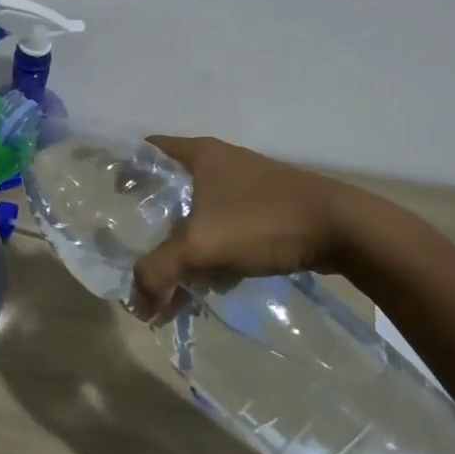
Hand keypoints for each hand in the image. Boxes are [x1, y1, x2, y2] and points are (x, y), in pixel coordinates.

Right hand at [130, 135, 365, 320]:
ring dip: (184, 241)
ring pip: (199, 211)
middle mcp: (219, 162)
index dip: (125, 170)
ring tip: (172, 274)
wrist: (343, 229)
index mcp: (198, 154)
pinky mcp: (266, 207)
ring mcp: (245, 184)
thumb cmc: (262, 221)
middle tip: (137, 247)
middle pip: (171, 186)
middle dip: (153, 220)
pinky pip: (225, 226)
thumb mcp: (200, 246)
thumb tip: (137, 303)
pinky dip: (212, 249)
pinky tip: (212, 279)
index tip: (111, 198)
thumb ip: (159, 272)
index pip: (146, 150)